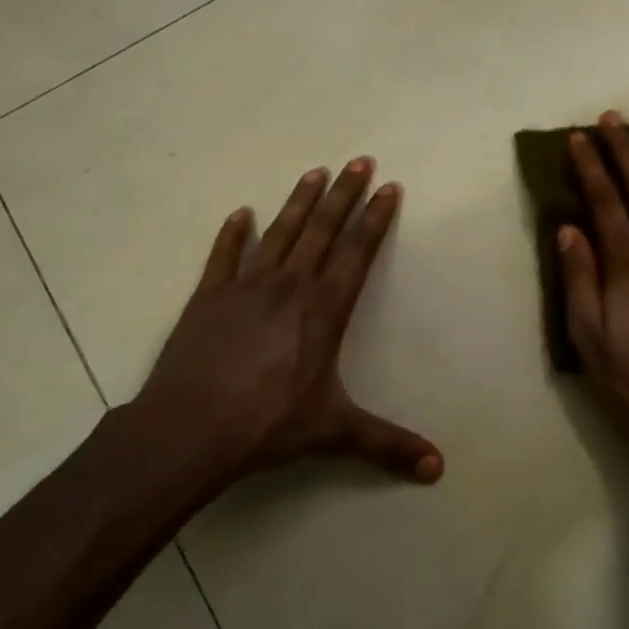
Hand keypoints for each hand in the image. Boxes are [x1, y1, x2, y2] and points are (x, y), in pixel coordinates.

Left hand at [129, 159, 442, 487]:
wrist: (190, 429)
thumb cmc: (268, 425)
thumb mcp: (334, 432)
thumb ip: (386, 444)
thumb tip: (438, 468)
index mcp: (324, 310)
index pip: (358, 252)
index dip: (375, 218)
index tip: (389, 187)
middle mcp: (290, 286)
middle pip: (323, 229)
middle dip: (344, 193)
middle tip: (359, 160)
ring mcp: (246, 286)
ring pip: (280, 233)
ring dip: (298, 201)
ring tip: (314, 171)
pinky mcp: (208, 296)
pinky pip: (224, 256)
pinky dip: (233, 233)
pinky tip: (241, 212)